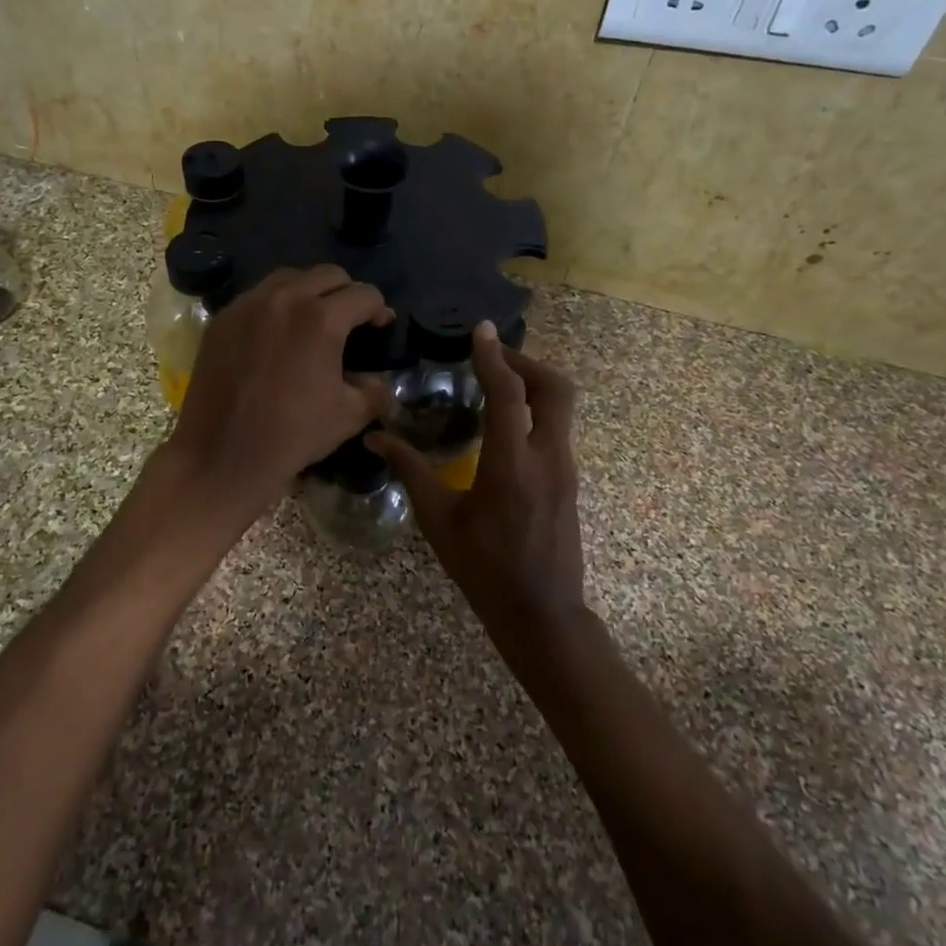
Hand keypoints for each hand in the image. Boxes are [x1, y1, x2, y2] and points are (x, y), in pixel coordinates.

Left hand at [162, 266, 393, 529]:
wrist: (222, 455)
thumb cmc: (291, 436)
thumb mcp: (349, 416)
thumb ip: (375, 390)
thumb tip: (377, 379)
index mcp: (321, 319)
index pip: (364, 294)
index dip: (380, 310)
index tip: (380, 327)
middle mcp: (284, 299)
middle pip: (328, 274)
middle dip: (347, 293)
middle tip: (350, 321)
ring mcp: (248, 305)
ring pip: (289, 277)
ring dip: (310, 291)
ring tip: (311, 320)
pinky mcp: (222, 318)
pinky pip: (257, 296)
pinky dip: (275, 305)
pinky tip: (276, 334)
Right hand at [370, 322, 585, 643]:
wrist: (543, 614)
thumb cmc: (485, 569)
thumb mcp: (439, 520)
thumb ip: (411, 471)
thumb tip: (375, 438)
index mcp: (512, 465)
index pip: (509, 393)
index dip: (494, 357)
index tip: (480, 330)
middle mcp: (548, 457)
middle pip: (555, 387)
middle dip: (526, 361)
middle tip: (492, 356)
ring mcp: (566, 468)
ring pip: (562, 405)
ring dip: (534, 382)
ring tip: (497, 380)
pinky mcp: (570, 480)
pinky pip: (559, 427)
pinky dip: (538, 407)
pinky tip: (508, 420)